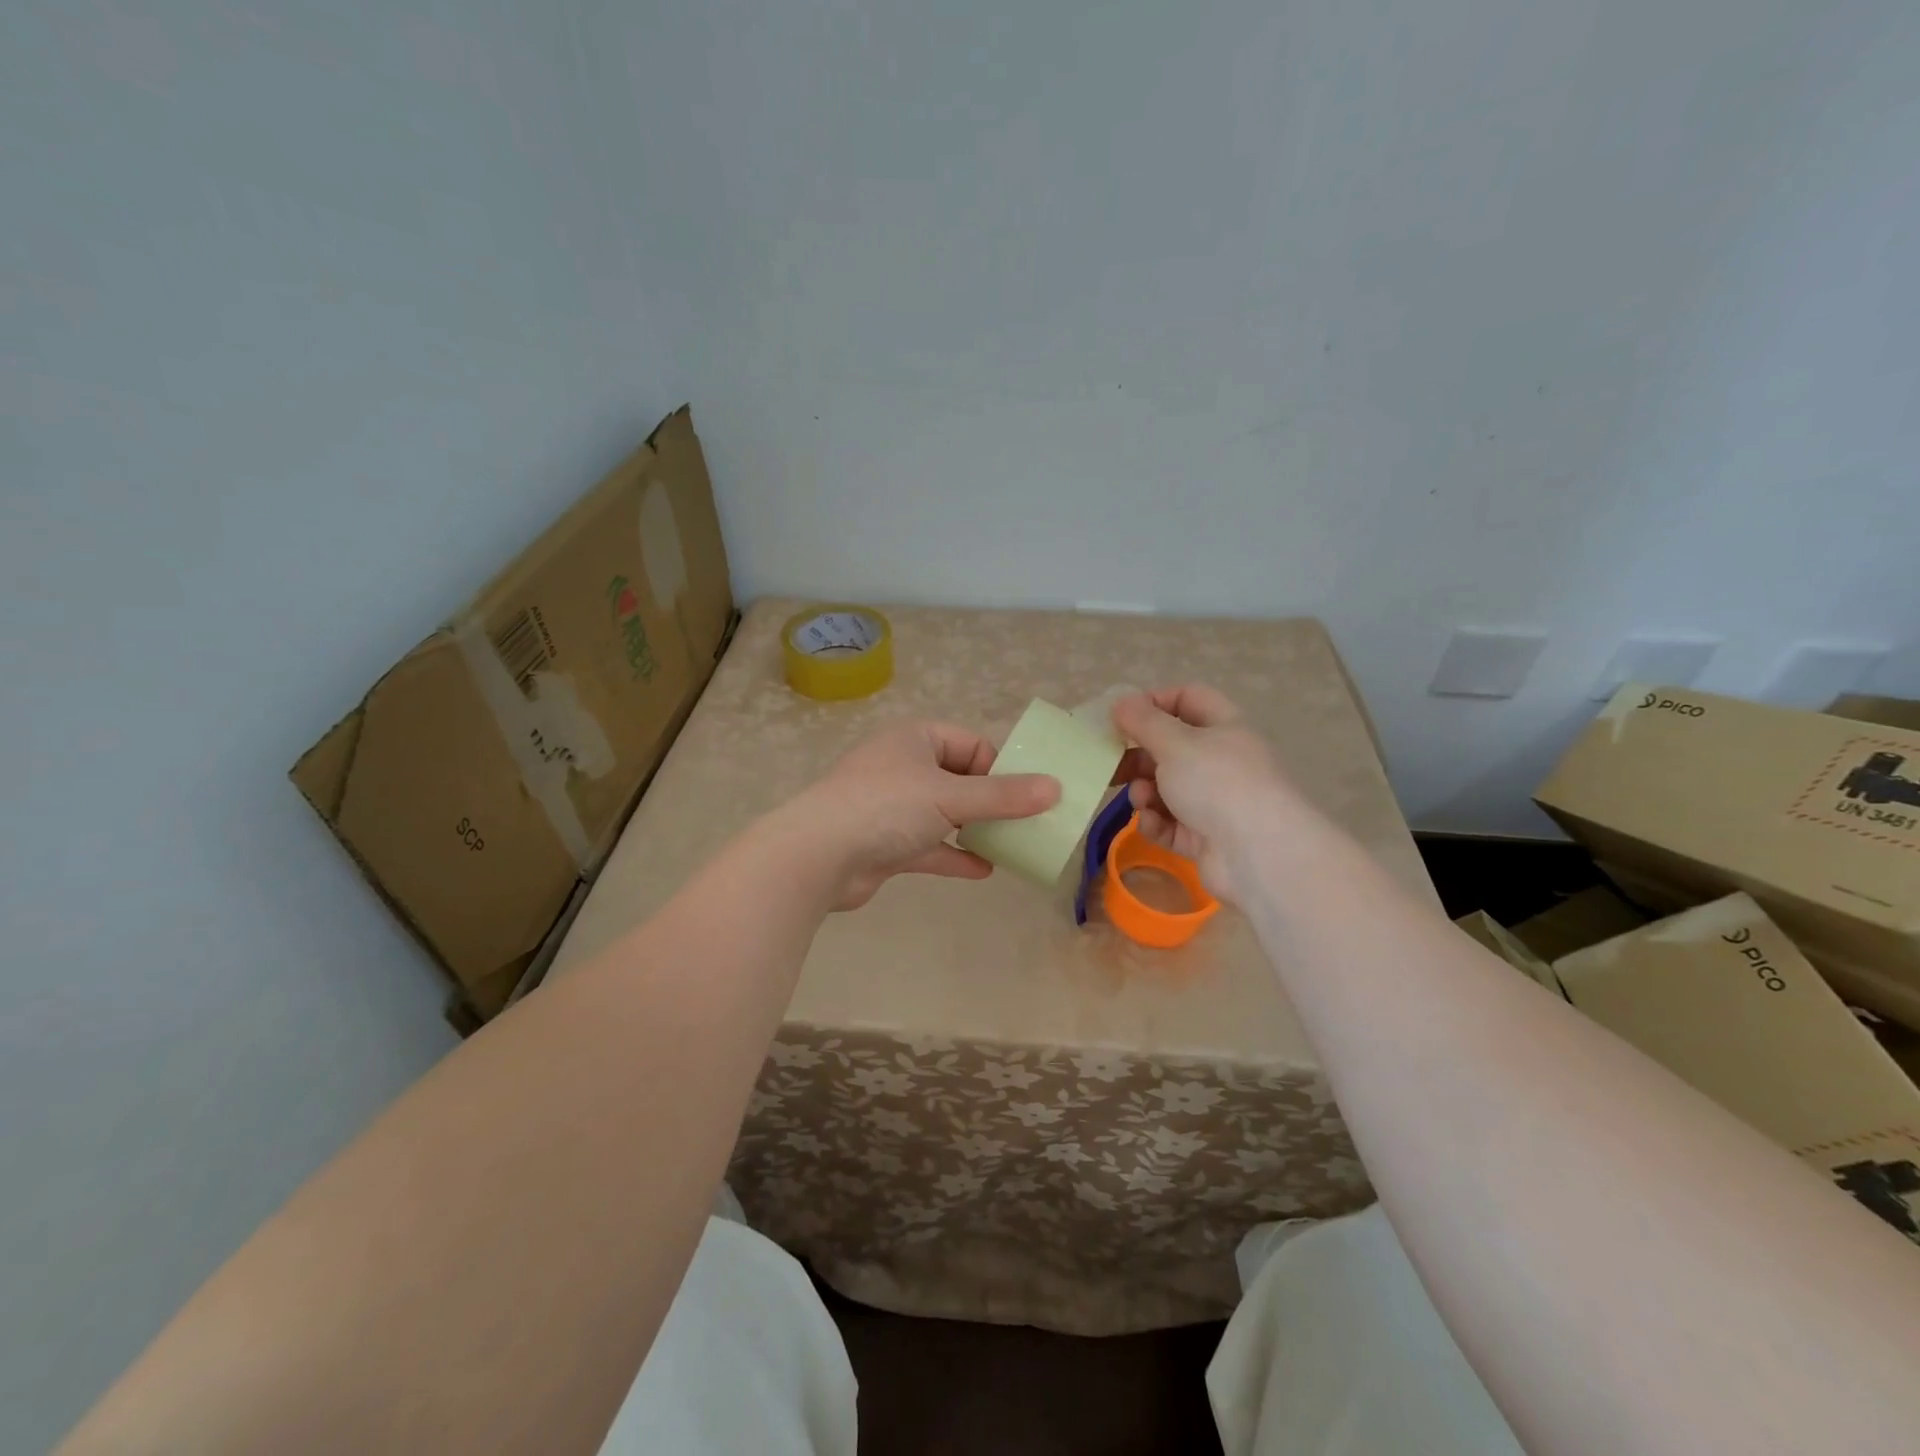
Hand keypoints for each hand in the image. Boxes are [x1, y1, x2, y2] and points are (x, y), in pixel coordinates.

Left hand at [797, 720, 1060, 909]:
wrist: (818, 856)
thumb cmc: (886, 807)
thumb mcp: (951, 796)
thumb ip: (1003, 796)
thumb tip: (1055, 789)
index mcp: (915, 740)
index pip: (970, 744)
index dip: (1000, 767)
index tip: (1027, 795)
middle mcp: (902, 767)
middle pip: (959, 779)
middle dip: (992, 801)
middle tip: (1027, 823)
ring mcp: (891, 807)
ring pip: (944, 814)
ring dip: (974, 829)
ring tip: (1012, 846)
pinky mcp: (884, 843)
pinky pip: (928, 845)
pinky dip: (953, 855)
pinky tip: (984, 870)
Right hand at [1111, 686, 1294, 902]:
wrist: (1258, 854)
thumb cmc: (1216, 783)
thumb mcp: (1175, 743)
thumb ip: (1143, 722)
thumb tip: (1121, 701)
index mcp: (1222, 727)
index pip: (1187, 699)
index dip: (1155, 702)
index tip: (1123, 717)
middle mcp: (1220, 761)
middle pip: (1171, 747)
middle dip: (1139, 755)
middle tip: (1112, 763)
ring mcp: (1214, 801)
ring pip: (1166, 788)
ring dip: (1145, 791)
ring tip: (1141, 799)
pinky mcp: (1204, 837)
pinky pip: (1170, 823)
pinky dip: (1156, 822)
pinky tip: (1151, 825)